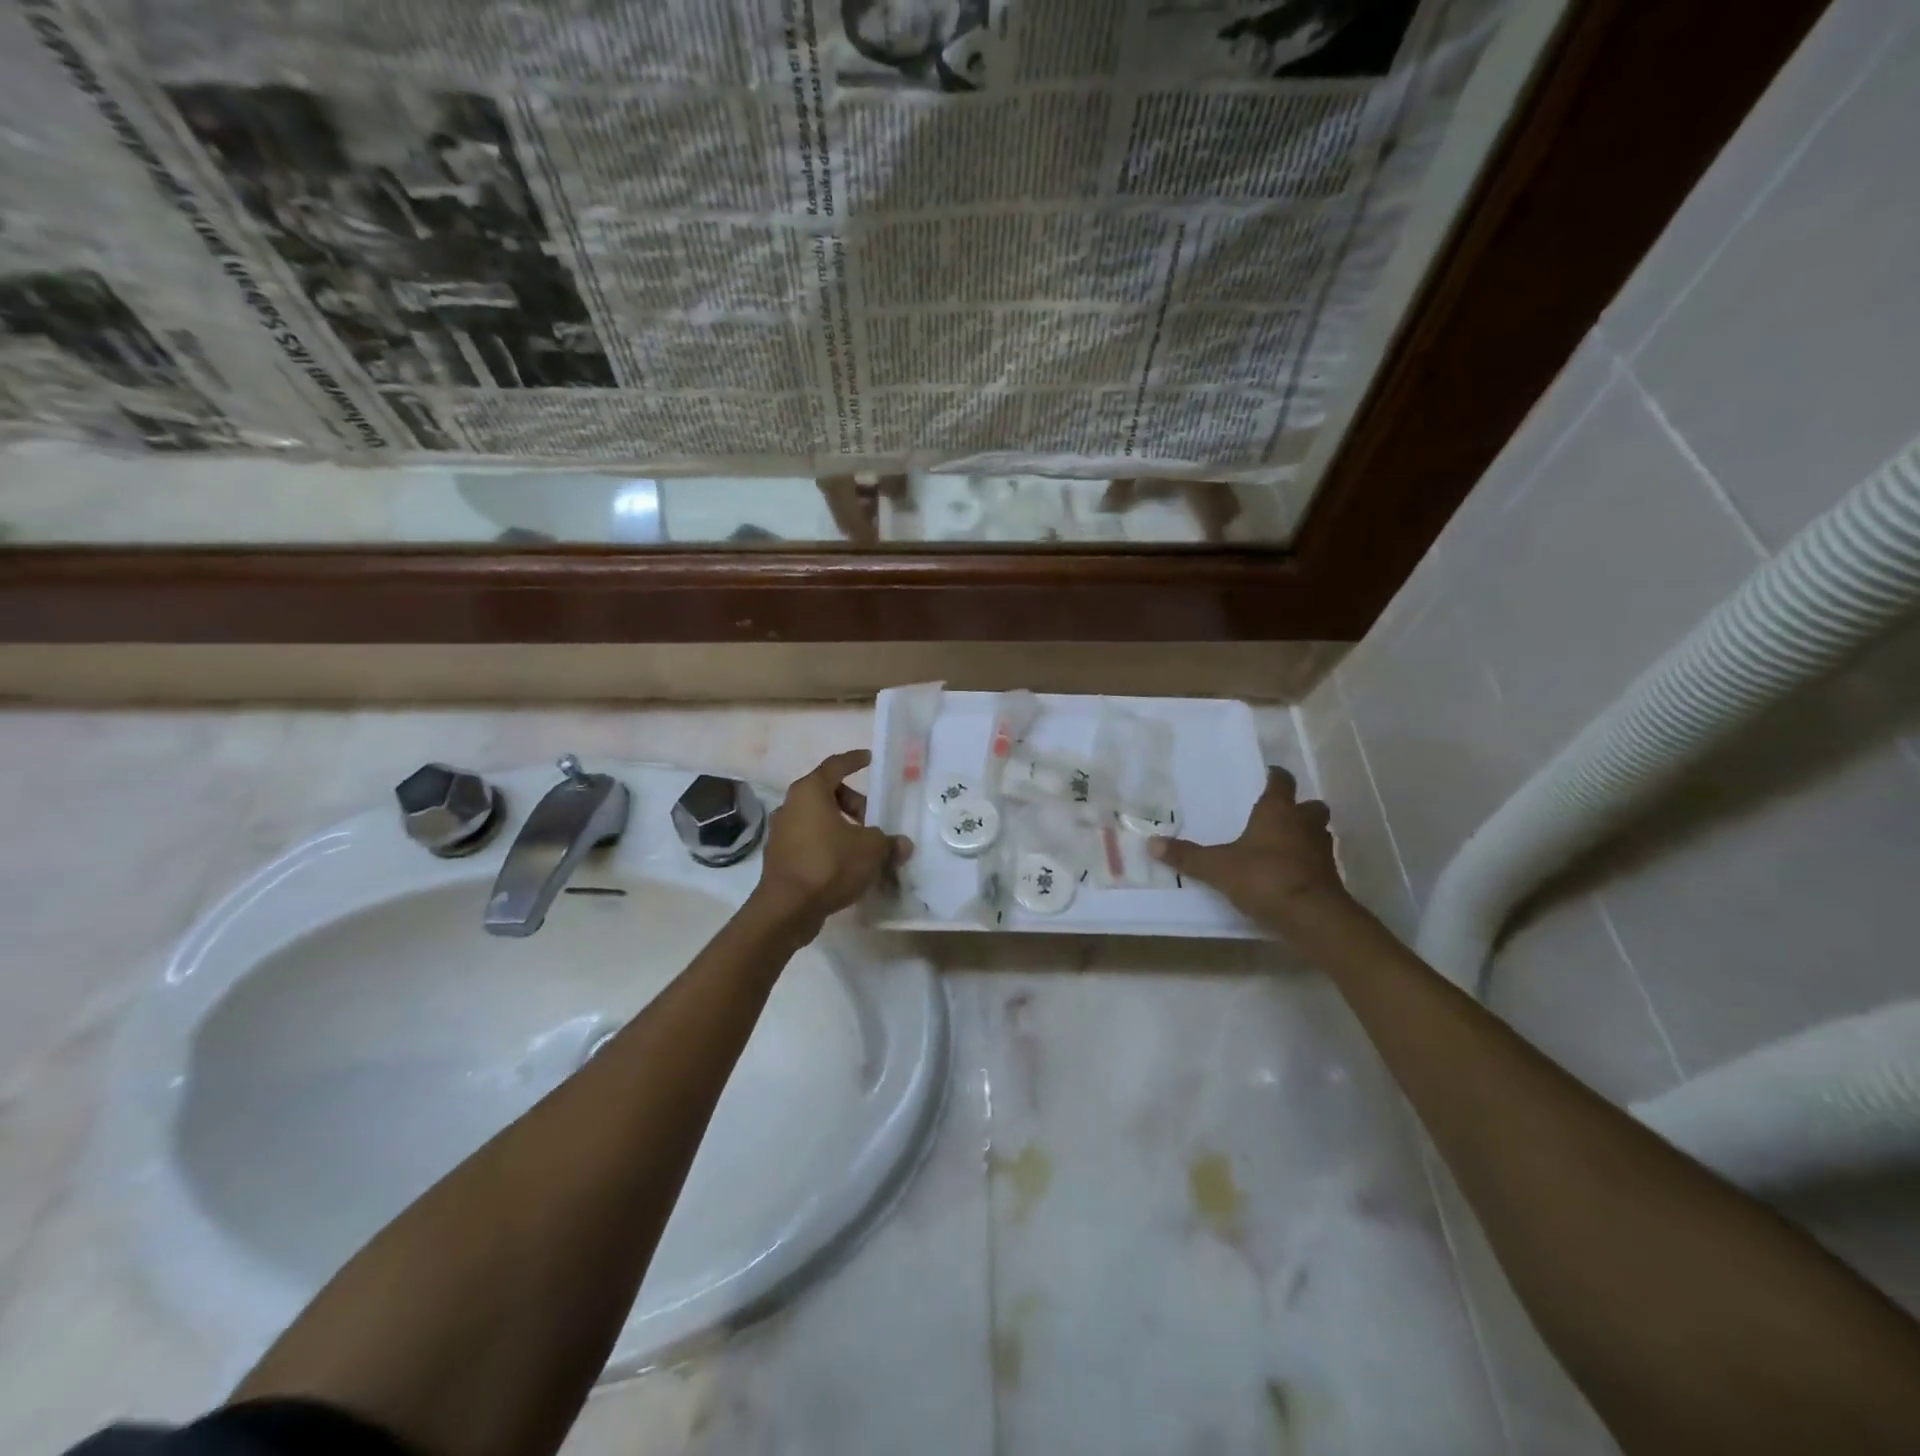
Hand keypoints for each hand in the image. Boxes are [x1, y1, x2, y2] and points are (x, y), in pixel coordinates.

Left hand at [750, 750, 911, 933]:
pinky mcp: (780, 857)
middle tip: (874, 821)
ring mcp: (782, 832)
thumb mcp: (871, 850)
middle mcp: (791, 806)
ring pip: (818, 820)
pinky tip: (846, 866)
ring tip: (864, 848)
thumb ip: (888, 842)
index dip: (855, 760)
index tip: (870, 759)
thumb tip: (902, 844)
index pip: (835, 766)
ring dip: (842, 828)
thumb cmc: (829, 865)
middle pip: (827, 794)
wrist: (787, 909)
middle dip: (854, 804)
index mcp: (810, 792)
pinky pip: (810, 841)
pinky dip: (829, 846)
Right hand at [1150, 766, 1349, 929]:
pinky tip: (1289, 875)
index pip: (1281, 782)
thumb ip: (1187, 856)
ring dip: (1304, 837)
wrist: (1312, 917)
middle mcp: (1304, 824)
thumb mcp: (1217, 867)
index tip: (1268, 776)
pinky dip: (1307, 865)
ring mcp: (1322, 851)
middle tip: (1279, 817)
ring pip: (1318, 834)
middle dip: (1298, 810)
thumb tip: (1151, 843)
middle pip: (1310, 807)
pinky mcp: (1331, 878)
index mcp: (1278, 811)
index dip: (1275, 777)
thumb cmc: (1264, 878)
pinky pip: (1318, 863)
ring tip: (1282, 847)